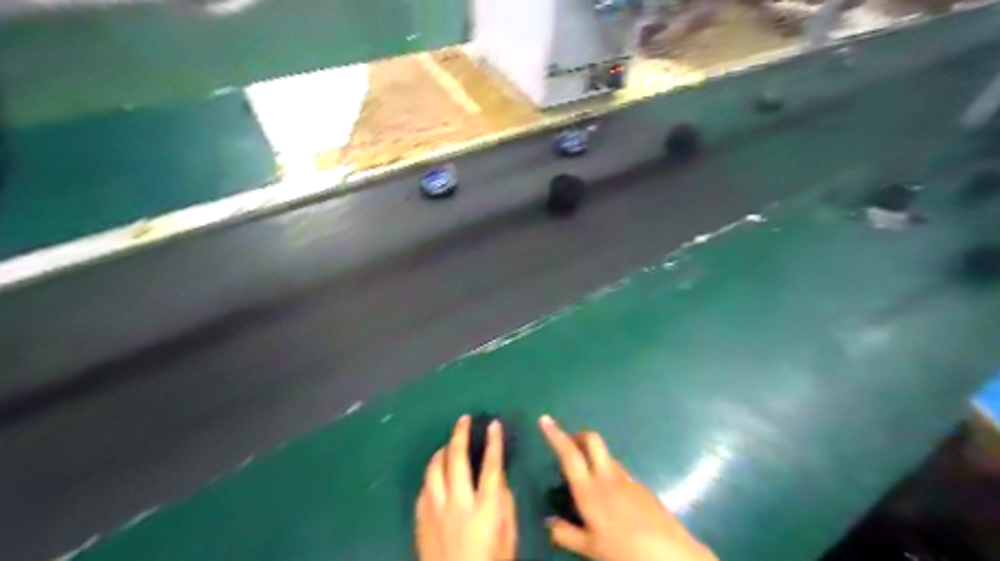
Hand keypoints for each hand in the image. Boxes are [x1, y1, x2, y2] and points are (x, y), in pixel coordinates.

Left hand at [418, 414, 518, 558]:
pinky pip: (424, 487)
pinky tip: (437, 474)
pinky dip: (431, 475)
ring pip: (433, 469)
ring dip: (442, 451)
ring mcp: (435, 511)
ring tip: (448, 443)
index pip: (490, 466)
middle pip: (456, 459)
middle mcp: (457, 504)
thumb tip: (497, 476)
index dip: (493, 442)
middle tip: (464, 420)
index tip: (494, 424)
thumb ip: (504, 502)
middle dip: (460, 434)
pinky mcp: (421, 519)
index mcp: (485, 509)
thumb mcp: (508, 535)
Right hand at [540, 413, 719, 560]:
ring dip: (593, 456)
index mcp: (590, 490)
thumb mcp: (590, 548)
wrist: (670, 554)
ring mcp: (627, 479)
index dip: (555, 435)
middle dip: (578, 435)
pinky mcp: (641, 486)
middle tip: (568, 444)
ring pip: (606, 455)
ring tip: (586, 478)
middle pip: (592, 440)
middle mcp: (607, 477)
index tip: (545, 420)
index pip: (569, 454)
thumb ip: (565, 534)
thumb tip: (549, 522)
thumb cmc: (624, 551)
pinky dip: (607, 473)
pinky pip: (619, 471)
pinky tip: (610, 498)